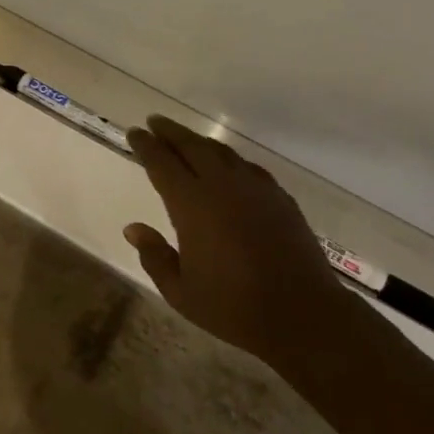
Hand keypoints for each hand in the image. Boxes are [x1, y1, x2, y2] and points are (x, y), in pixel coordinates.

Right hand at [123, 115, 354, 366]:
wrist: (301, 311)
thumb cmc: (233, 307)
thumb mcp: (181, 293)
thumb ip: (155, 256)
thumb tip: (133, 228)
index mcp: (192, 205)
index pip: (162, 163)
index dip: (146, 146)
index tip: (134, 132)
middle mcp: (221, 185)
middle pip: (191, 146)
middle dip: (170, 132)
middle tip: (154, 122)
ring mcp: (253, 186)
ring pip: (220, 151)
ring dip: (198, 141)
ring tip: (185, 138)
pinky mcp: (277, 195)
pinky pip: (246, 165)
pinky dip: (228, 158)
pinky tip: (226, 165)